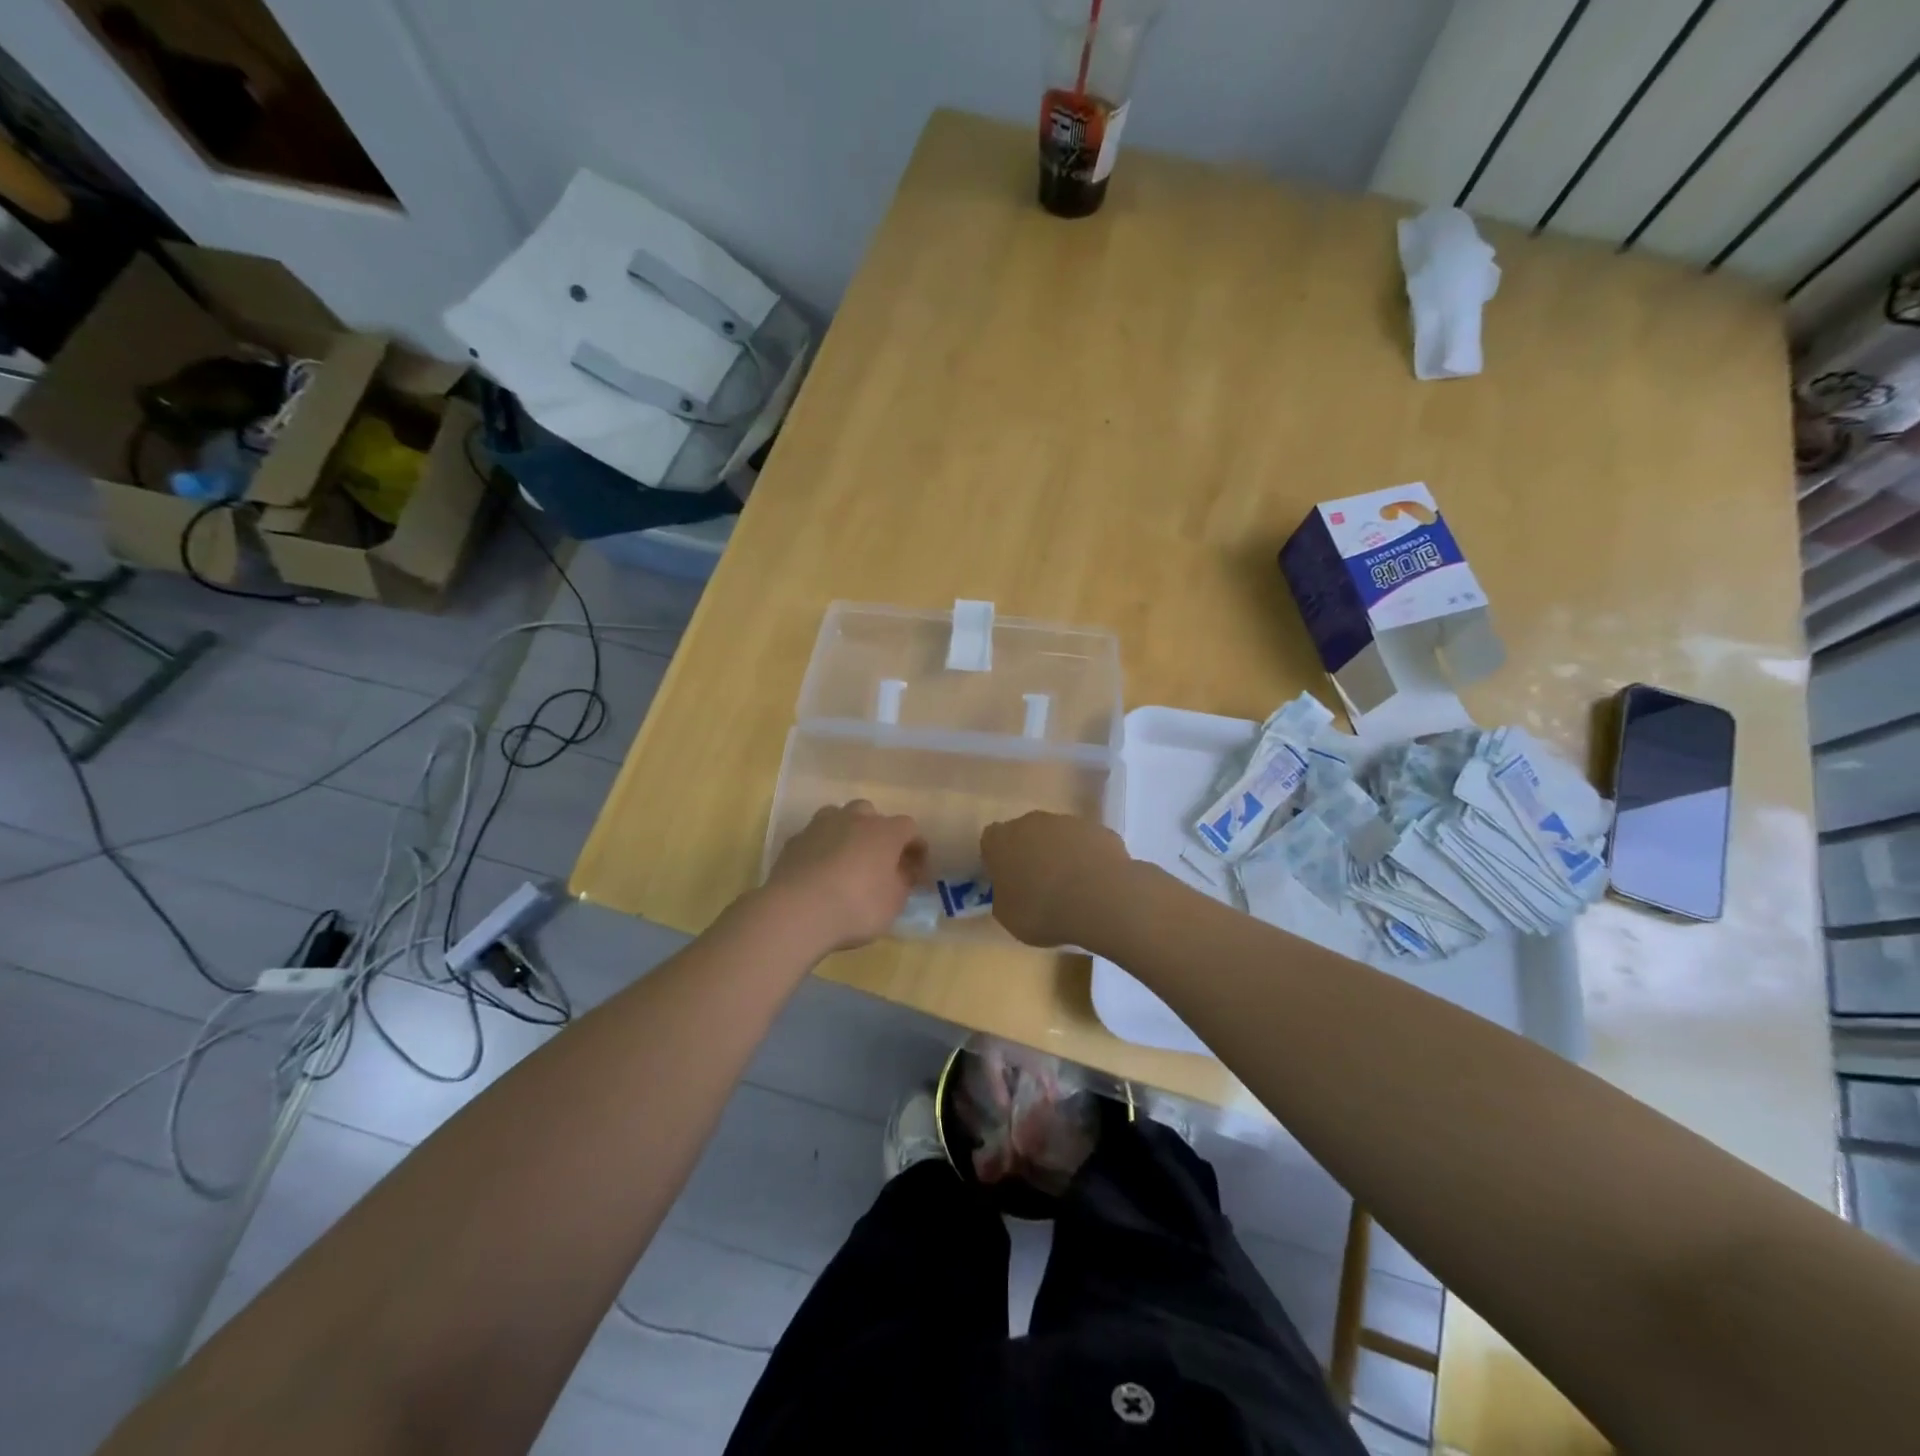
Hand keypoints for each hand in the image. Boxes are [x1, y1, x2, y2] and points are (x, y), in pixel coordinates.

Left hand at [763, 801, 926, 952]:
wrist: (798, 910)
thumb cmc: (857, 906)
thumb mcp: (894, 902)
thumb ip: (904, 882)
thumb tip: (907, 871)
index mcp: (885, 831)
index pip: (909, 827)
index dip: (915, 846)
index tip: (916, 867)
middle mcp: (855, 819)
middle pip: (871, 814)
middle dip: (877, 832)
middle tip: (878, 859)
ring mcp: (821, 825)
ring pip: (839, 817)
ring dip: (847, 832)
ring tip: (846, 858)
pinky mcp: (795, 839)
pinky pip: (815, 836)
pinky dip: (821, 847)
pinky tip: (819, 869)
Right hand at [981, 812, 1133, 947]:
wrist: (1100, 901)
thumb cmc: (1043, 910)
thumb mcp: (1008, 917)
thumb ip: (1004, 897)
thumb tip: (1010, 892)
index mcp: (1001, 840)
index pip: (991, 842)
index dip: (998, 861)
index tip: (1007, 881)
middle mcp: (1032, 822)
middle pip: (1025, 834)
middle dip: (1029, 854)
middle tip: (1038, 885)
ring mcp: (1068, 822)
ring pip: (1058, 836)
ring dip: (1060, 855)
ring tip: (1071, 888)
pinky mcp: (1099, 830)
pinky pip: (1086, 844)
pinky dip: (1087, 859)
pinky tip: (1095, 884)